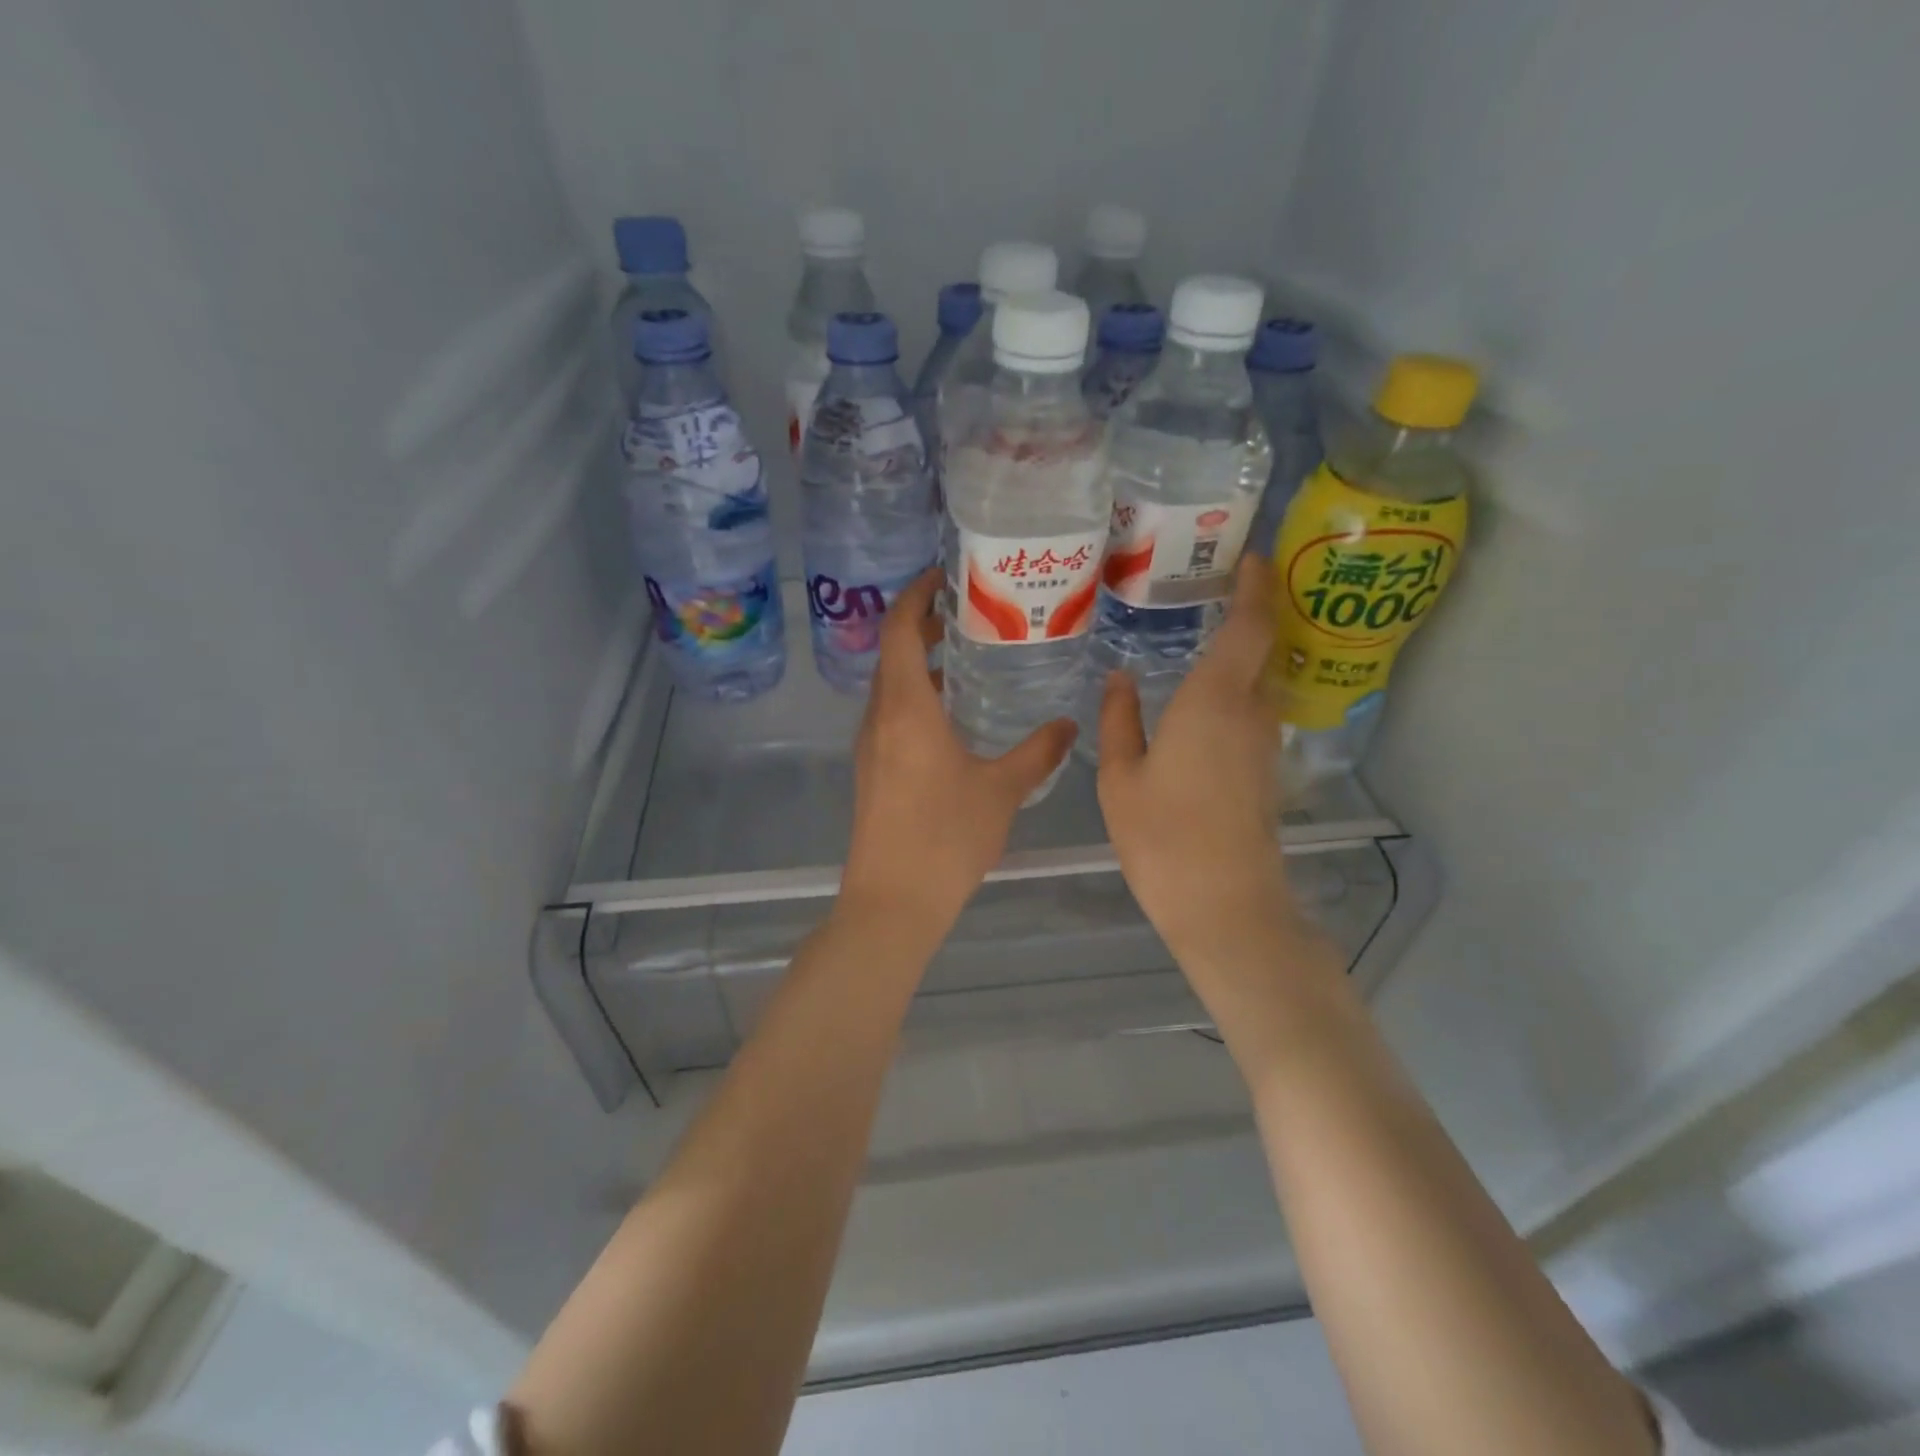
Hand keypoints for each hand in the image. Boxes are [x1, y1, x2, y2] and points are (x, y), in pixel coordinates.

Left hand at [841, 570, 1075, 934]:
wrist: (892, 901)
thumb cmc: (946, 838)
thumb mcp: (1001, 790)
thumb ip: (1038, 752)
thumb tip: (1068, 726)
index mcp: (906, 709)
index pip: (897, 629)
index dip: (915, 595)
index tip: (942, 578)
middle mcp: (879, 719)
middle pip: (890, 654)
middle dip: (920, 627)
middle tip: (965, 616)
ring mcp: (870, 747)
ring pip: (889, 688)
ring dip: (916, 665)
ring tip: (961, 659)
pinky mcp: (871, 771)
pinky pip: (890, 716)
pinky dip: (914, 698)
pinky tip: (950, 718)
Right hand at [1097, 556, 1300, 970]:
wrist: (1223, 902)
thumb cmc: (1161, 835)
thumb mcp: (1120, 776)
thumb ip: (1119, 720)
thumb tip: (1121, 678)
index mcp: (1213, 700)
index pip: (1250, 625)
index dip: (1256, 585)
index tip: (1249, 556)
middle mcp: (1250, 711)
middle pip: (1263, 647)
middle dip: (1251, 612)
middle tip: (1212, 589)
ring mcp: (1263, 742)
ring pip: (1260, 680)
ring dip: (1243, 652)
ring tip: (1202, 637)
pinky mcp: (1265, 769)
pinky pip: (1254, 710)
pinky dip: (1237, 688)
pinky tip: (1203, 699)